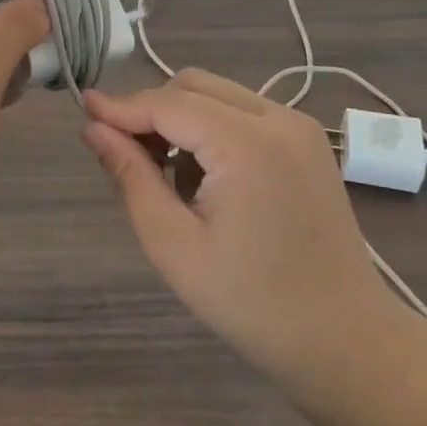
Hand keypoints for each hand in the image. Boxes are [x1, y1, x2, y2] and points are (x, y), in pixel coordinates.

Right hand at [82, 69, 397, 380]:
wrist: (344, 339)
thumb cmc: (252, 302)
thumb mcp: (174, 245)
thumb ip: (131, 176)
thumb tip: (93, 129)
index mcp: (248, 144)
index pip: (168, 104)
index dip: (121, 106)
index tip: (82, 111)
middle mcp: (278, 118)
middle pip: (194, 86)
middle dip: (151, 110)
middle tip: (123, 154)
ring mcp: (299, 127)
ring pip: (218, 94)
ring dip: (181, 119)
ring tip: (165, 175)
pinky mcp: (307, 142)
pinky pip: (243, 113)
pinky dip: (211, 129)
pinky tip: (204, 178)